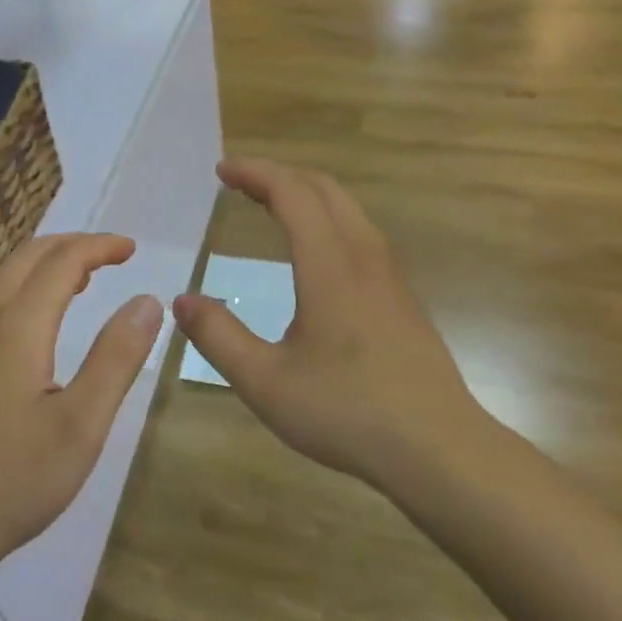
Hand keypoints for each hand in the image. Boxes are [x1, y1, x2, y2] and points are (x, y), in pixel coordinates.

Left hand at [0, 235, 161, 568]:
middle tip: (111, 257)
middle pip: (27, 257)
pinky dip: (23, 288)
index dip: (99, 247)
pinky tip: (36, 324)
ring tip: (82, 281)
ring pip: (3, 278)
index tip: (131, 249)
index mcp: (16, 328)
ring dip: (44, 265)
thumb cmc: (12, 481)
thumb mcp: (81, 425)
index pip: (62, 262)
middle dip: (72, 246)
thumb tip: (147, 300)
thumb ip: (117, 358)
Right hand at [173, 160, 486, 490]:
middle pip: (323, 188)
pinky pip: (360, 232)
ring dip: (306, 194)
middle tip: (241, 183)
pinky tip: (315, 251)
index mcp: (329, 264)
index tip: (222, 171)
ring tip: (272, 206)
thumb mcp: (265, 382)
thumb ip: (218, 337)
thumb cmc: (347, 411)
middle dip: (279, 175)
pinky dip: (327, 217)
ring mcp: (389, 275)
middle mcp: (363, 255)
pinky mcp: (402, 296)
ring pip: (348, 208)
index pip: (291, 192)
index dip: (255, 173)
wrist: (440, 449)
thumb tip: (182, 301)